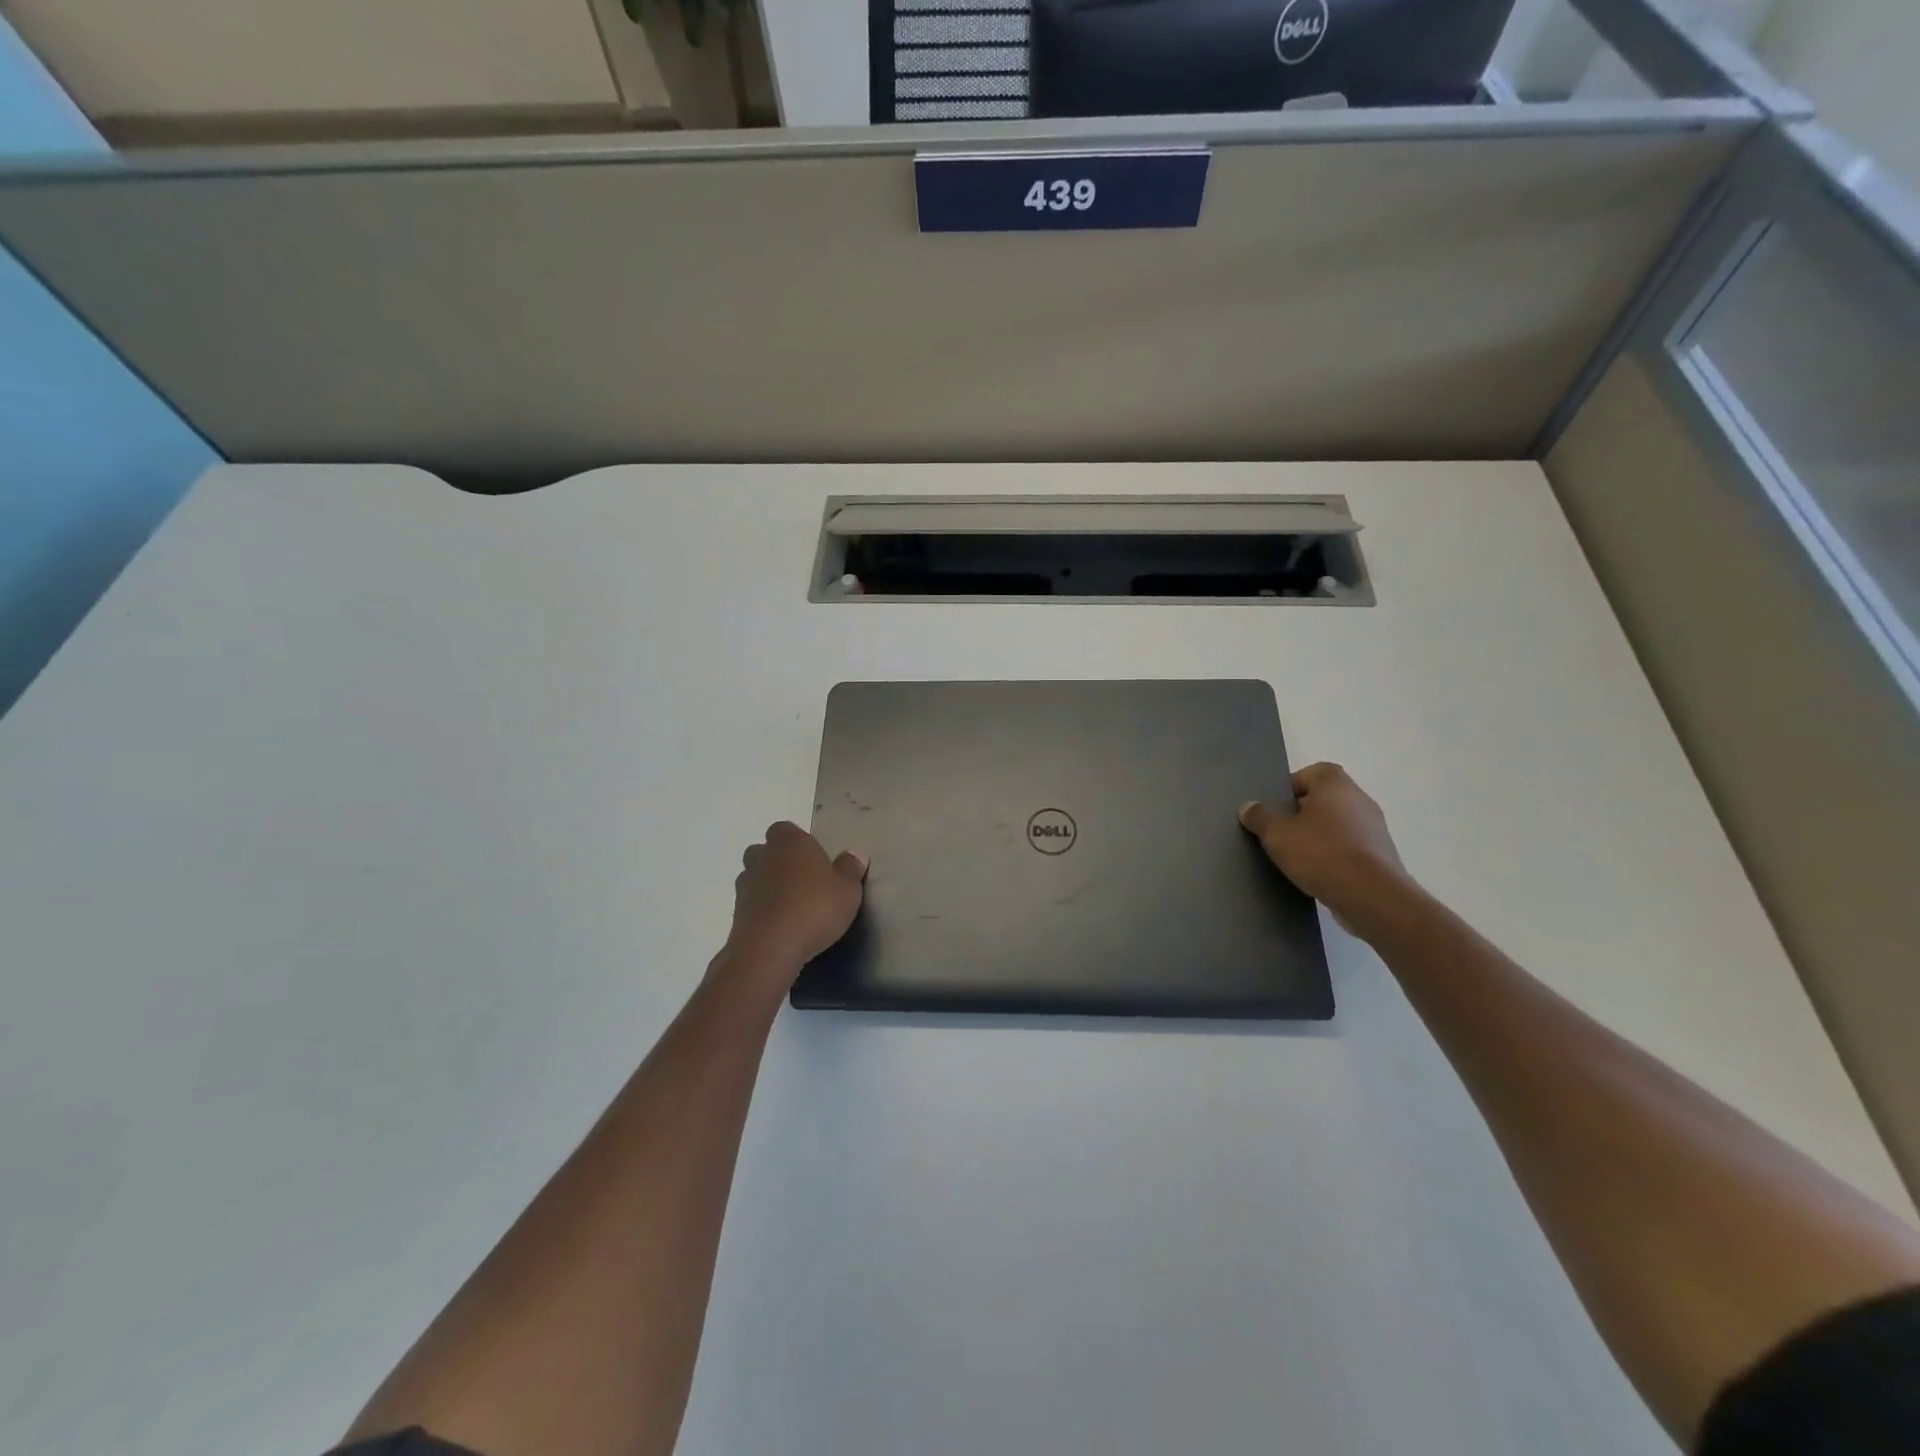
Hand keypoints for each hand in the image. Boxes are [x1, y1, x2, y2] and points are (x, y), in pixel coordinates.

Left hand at [724, 822, 867, 977]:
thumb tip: (854, 855)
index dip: (798, 841)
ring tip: (792, 906)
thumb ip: (850, 869)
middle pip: (765, 851)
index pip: (785, 829)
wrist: (769, 949)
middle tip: (803, 880)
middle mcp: (762, 857)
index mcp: (789, 842)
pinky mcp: (736, 914)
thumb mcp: (847, 890)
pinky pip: (752, 904)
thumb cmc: (814, 909)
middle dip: (779, 862)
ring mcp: (745, 886)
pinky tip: (781, 926)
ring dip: (769, 887)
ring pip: (755, 877)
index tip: (814, 858)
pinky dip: (763, 910)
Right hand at [1240, 763, 1414, 935]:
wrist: (1372, 897)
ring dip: (1319, 837)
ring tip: (1297, 858)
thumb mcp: (1277, 834)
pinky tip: (1319, 874)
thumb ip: (1260, 817)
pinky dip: (1335, 856)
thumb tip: (1249, 807)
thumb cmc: (1321, 853)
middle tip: (1280, 833)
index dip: (1290, 788)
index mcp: (1335, 785)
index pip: (1311, 773)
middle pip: (1324, 799)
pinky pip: (1350, 847)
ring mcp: (1375, 828)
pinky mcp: (1381, 856)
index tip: (1275, 809)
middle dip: (1301, 814)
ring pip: (1338, 824)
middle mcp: (1360, 799)